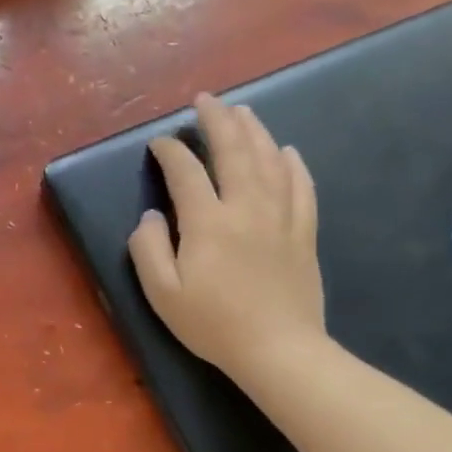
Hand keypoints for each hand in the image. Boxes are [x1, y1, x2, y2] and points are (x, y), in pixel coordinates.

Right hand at [128, 92, 324, 378]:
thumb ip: (148, 248)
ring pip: (270, 161)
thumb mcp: (162, 292)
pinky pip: (302, 187)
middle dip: (218, 120)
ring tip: (242, 111)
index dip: (169, 151)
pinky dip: (293, 164)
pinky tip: (287, 151)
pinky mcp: (304, 233)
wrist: (279, 351)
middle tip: (205, 100)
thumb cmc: (213, 324)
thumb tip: (151, 217)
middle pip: (234, 151)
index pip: (186, 172)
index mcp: (208, 222)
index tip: (159, 144)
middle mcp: (246, 208)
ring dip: (254, 131)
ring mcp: (281, 218)